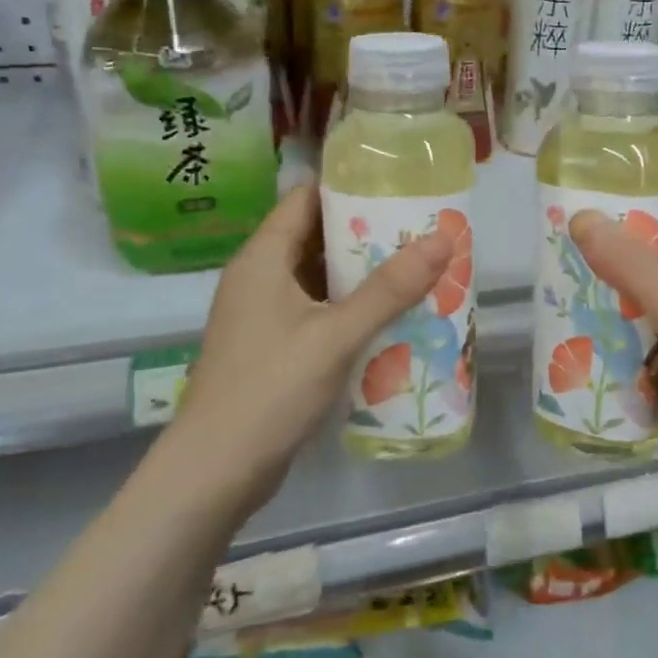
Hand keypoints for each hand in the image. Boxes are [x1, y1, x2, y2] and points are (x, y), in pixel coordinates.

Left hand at [166, 185, 452, 511]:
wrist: (216, 472)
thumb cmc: (270, 390)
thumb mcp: (336, 335)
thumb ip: (389, 289)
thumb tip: (441, 238)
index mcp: (262, 259)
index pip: (305, 199)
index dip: (347, 187)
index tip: (396, 186)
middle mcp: (259, 278)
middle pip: (315, 237)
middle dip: (365, 232)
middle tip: (419, 229)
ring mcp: (263, 315)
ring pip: (318, 278)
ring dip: (361, 274)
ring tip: (415, 268)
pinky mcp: (272, 347)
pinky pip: (316, 311)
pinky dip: (349, 308)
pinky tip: (388, 317)